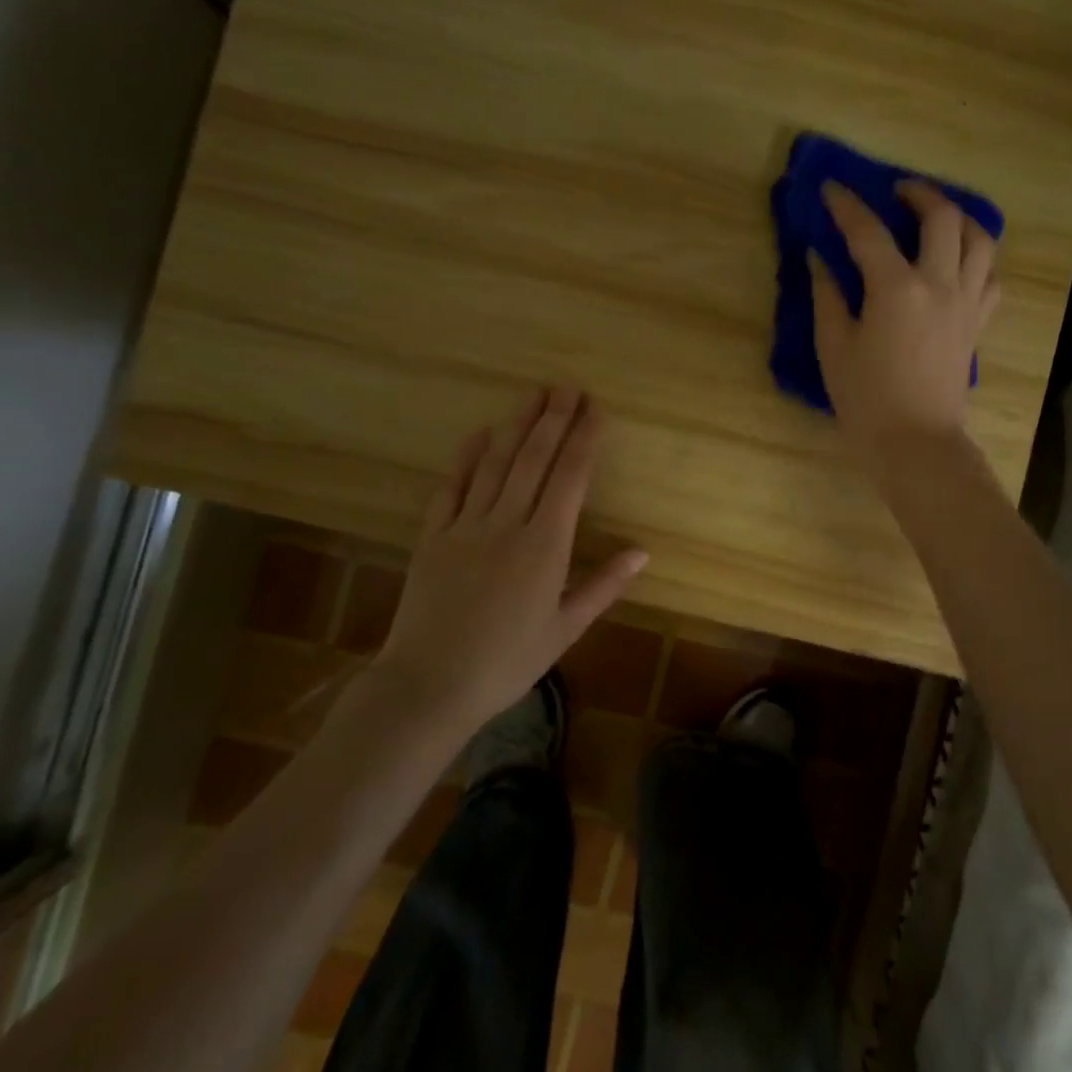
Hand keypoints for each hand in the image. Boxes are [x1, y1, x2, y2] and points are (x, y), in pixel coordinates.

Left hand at [371, 387, 646, 732]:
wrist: (429, 685)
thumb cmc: (507, 662)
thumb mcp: (565, 629)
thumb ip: (603, 586)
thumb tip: (642, 551)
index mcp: (545, 546)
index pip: (571, 478)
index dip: (585, 439)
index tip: (596, 409)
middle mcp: (507, 524)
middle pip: (534, 460)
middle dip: (554, 419)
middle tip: (567, 386)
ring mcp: (465, 526)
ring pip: (495, 464)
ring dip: (516, 426)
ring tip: (533, 395)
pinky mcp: (432, 536)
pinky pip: (450, 487)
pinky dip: (465, 458)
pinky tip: (478, 433)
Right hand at [809, 181, 999, 476]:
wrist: (917, 444)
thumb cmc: (867, 401)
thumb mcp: (834, 348)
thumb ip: (827, 297)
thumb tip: (820, 259)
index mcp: (896, 289)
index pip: (868, 231)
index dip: (846, 205)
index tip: (831, 188)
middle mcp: (939, 284)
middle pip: (942, 217)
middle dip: (918, 194)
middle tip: (896, 192)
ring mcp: (966, 303)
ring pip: (980, 240)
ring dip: (959, 218)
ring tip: (937, 217)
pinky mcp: (977, 324)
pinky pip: (990, 277)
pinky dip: (978, 259)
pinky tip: (960, 262)